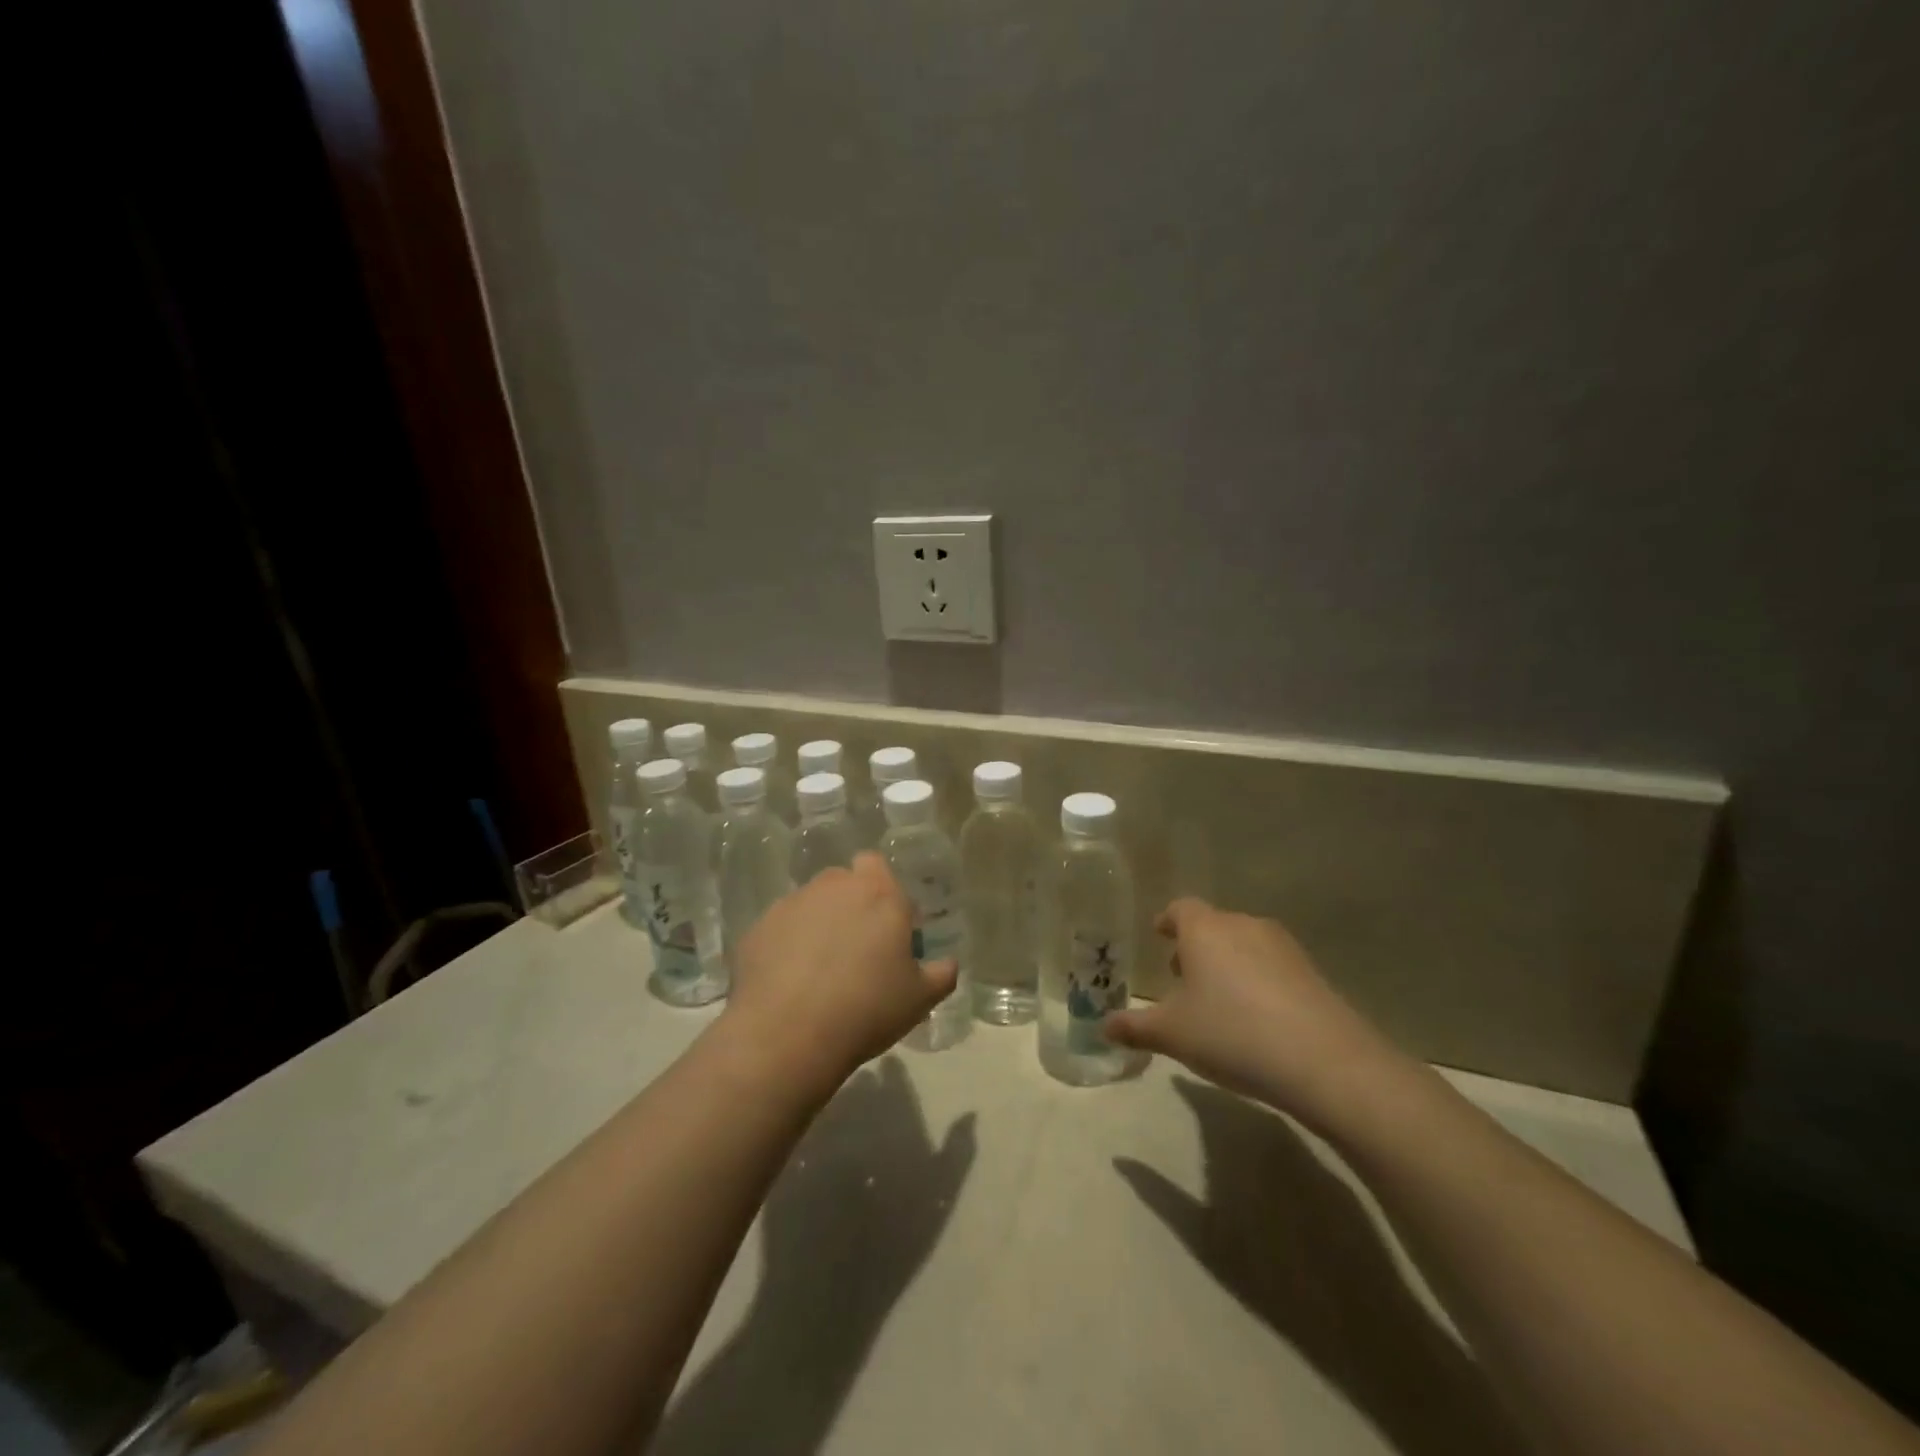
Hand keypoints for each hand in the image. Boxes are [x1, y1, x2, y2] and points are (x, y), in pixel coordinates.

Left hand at [722, 853, 956, 1093]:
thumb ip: (941, 974)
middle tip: (856, 948)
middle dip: (850, 904)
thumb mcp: (919, 999)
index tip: (887, 926)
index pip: (877, 865)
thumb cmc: (866, 1009)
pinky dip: (786, 945)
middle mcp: (834, 886)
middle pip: (843, 882)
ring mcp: (792, 903)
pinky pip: (780, 928)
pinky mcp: (759, 927)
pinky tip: (788, 982)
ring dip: (818, 922)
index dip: (882, 890)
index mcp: (879, 894)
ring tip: (818, 968)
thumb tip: (948, 963)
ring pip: (810, 902)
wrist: (787, 1034)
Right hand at [1103, 898, 1402, 1128]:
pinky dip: (1258, 981)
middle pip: (1213, 925)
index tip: (1159, 936)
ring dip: (1228, 963)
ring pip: (1244, 944)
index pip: (1180, 908)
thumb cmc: (1231, 1034)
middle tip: (1182, 978)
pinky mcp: (1312, 972)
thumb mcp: (1172, 1035)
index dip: (1167, 921)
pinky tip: (1256, 1018)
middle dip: (1196, 946)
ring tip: (1218, 1001)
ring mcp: (1283, 947)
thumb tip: (1103, 1026)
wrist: (1324, 1062)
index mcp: (1204, 930)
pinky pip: (1273, 966)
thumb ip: (1135, 1027)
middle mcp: (1243, 925)